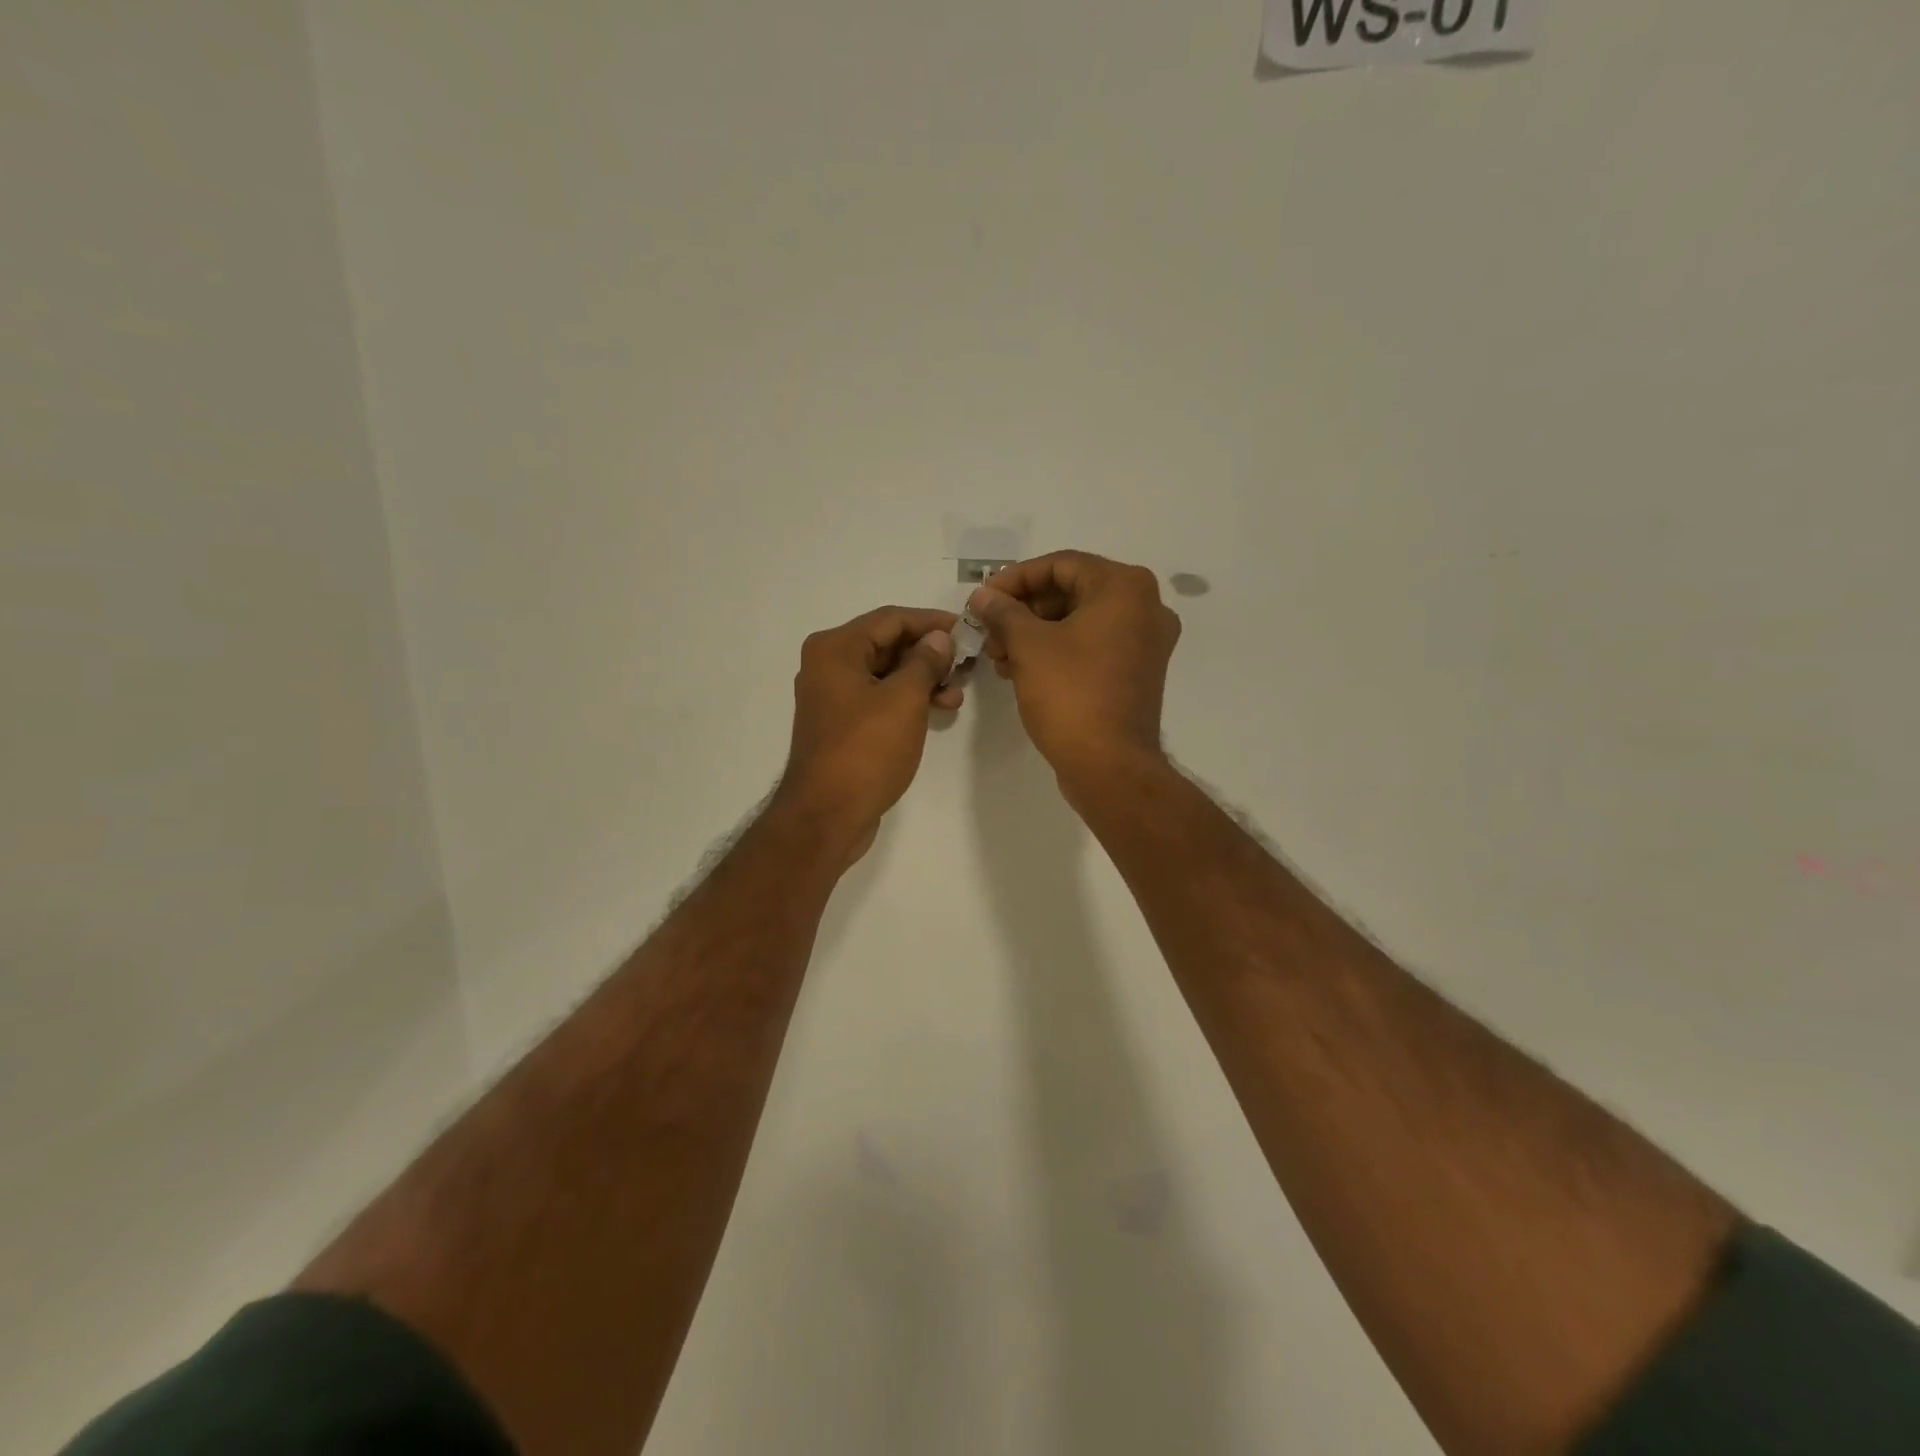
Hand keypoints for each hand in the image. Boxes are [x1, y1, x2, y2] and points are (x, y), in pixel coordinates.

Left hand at [774, 605, 962, 860]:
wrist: (827, 815)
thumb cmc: (865, 751)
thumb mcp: (904, 700)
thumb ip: (925, 662)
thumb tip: (939, 639)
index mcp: (835, 649)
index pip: (891, 619)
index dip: (932, 622)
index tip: (967, 630)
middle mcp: (828, 665)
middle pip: (887, 644)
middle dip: (929, 653)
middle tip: (967, 664)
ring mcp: (833, 697)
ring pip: (886, 673)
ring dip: (922, 679)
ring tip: (957, 693)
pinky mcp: (842, 724)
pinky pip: (879, 698)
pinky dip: (907, 700)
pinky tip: (938, 709)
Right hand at [970, 551, 1179, 794]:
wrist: (1110, 766)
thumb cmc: (1070, 694)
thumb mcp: (1028, 645)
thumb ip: (1003, 612)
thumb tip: (983, 596)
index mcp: (1124, 588)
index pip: (1060, 565)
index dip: (1014, 579)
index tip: (982, 599)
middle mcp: (1145, 607)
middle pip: (1071, 592)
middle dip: (1023, 611)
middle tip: (988, 631)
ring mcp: (1145, 643)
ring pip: (1079, 622)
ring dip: (1035, 634)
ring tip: (998, 657)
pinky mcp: (1137, 672)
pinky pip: (1092, 647)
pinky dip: (1057, 652)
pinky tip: (1020, 670)